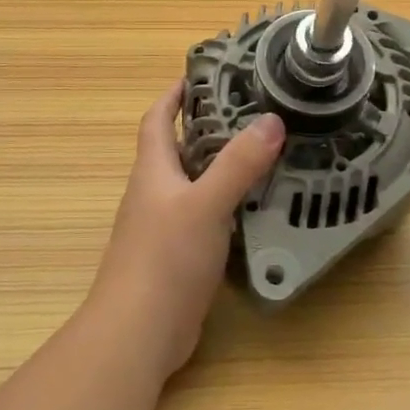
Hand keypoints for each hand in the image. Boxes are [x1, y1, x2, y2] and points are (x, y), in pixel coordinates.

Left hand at [88, 82, 285, 376]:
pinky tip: (257, 207)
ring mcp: (165, 227)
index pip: (158, 119)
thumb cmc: (164, 259)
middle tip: (253, 112)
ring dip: (223, 167)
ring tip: (265, 153)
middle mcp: (155, 193)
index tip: (201, 75)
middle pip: (180, 149)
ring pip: (196, 184)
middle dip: (210, 127)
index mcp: (153, 171)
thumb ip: (238, 164)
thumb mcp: (206, 204)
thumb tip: (271, 120)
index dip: (174, 95)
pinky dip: (228, 204)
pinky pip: (206, 217)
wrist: (137, 334)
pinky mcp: (179, 256)